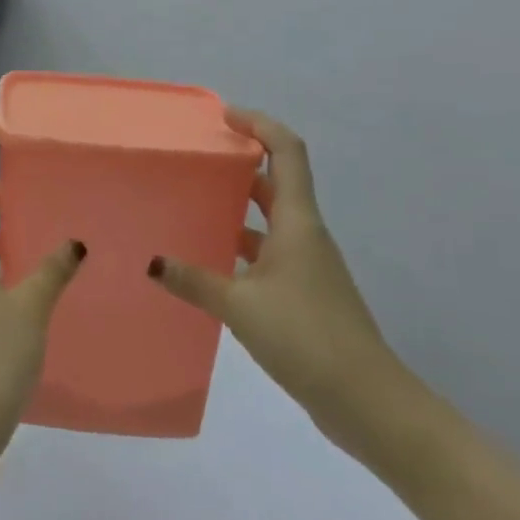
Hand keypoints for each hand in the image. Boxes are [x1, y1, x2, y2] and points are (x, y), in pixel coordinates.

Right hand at [149, 107, 412, 454]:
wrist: (368, 402)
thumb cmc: (307, 338)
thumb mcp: (241, 307)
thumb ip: (194, 281)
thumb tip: (151, 262)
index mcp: (297, 223)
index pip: (287, 152)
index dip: (260, 125)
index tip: (225, 117)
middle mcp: (305, 235)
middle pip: (276, 181)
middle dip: (241, 163)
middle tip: (198, 159)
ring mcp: (307, 266)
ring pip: (270, 220)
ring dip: (237, 207)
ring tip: (192, 204)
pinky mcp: (303, 294)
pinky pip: (267, 253)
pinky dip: (240, 247)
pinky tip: (209, 261)